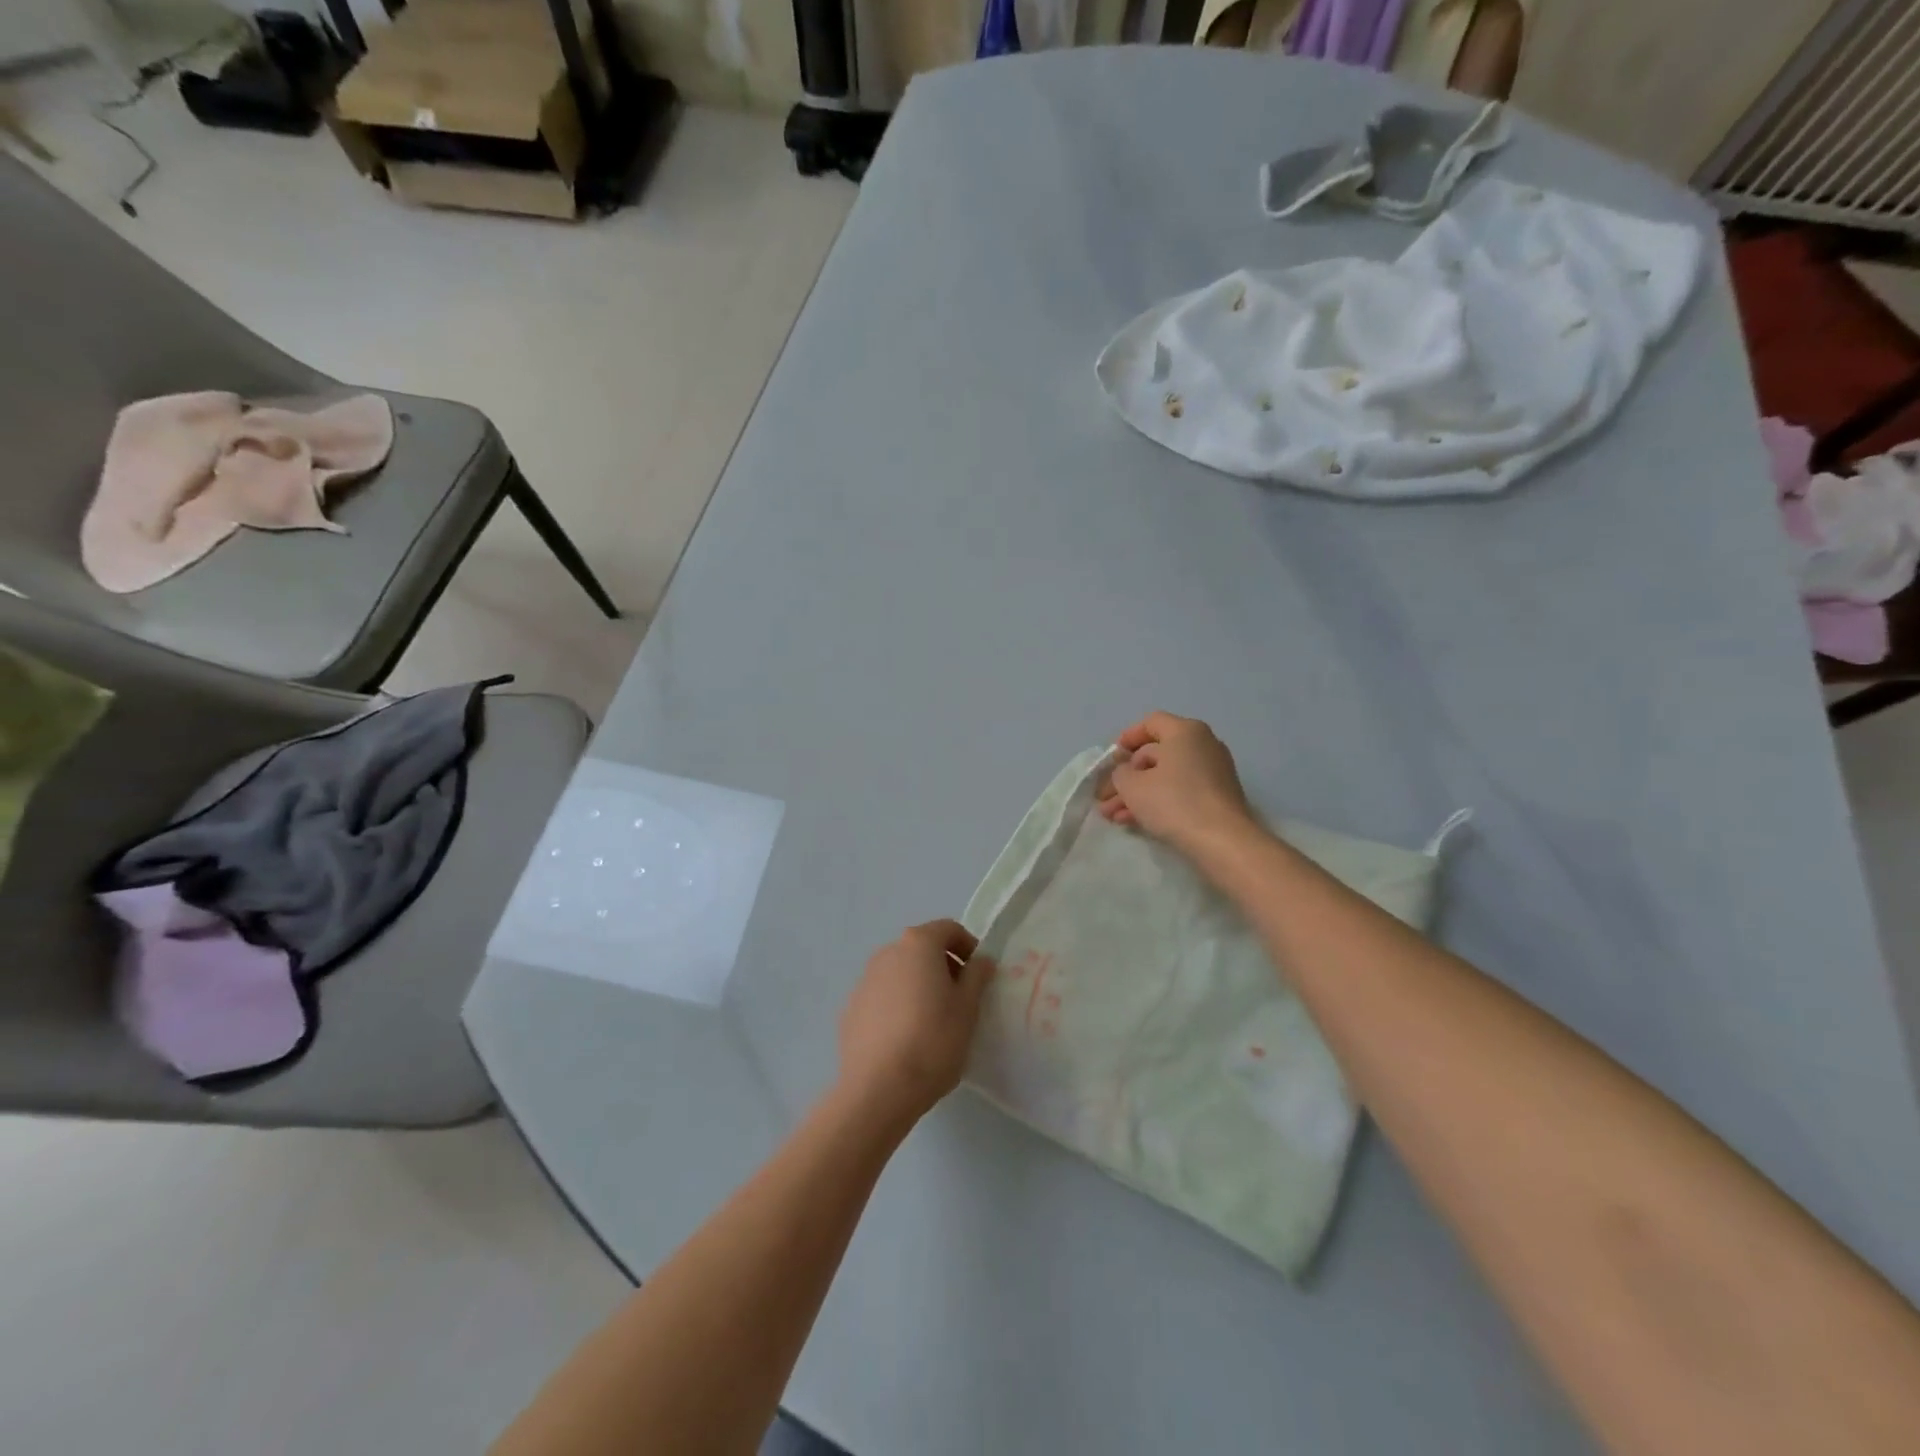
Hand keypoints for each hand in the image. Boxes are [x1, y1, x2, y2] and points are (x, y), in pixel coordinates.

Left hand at [838, 921, 994, 1125]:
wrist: (878, 1089)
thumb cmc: (933, 1041)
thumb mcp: (968, 1008)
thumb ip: (977, 976)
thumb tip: (981, 960)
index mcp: (918, 945)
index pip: (948, 929)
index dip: (968, 946)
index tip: (979, 974)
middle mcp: (887, 953)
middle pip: (922, 948)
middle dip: (943, 966)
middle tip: (960, 999)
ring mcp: (864, 981)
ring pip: (900, 973)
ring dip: (919, 985)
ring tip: (933, 1022)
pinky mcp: (851, 1009)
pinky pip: (882, 997)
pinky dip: (898, 1005)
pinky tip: (906, 1039)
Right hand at [1096, 712, 1257, 854]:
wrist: (1223, 841)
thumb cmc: (1174, 802)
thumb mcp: (1132, 785)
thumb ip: (1120, 773)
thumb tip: (1126, 773)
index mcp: (1185, 732)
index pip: (1151, 722)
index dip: (1127, 738)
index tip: (1112, 758)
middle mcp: (1203, 745)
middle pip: (1156, 754)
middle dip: (1127, 776)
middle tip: (1105, 797)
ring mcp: (1213, 772)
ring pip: (1166, 777)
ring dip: (1137, 794)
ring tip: (1113, 816)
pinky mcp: (1217, 797)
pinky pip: (1180, 792)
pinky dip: (1158, 802)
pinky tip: (1134, 821)